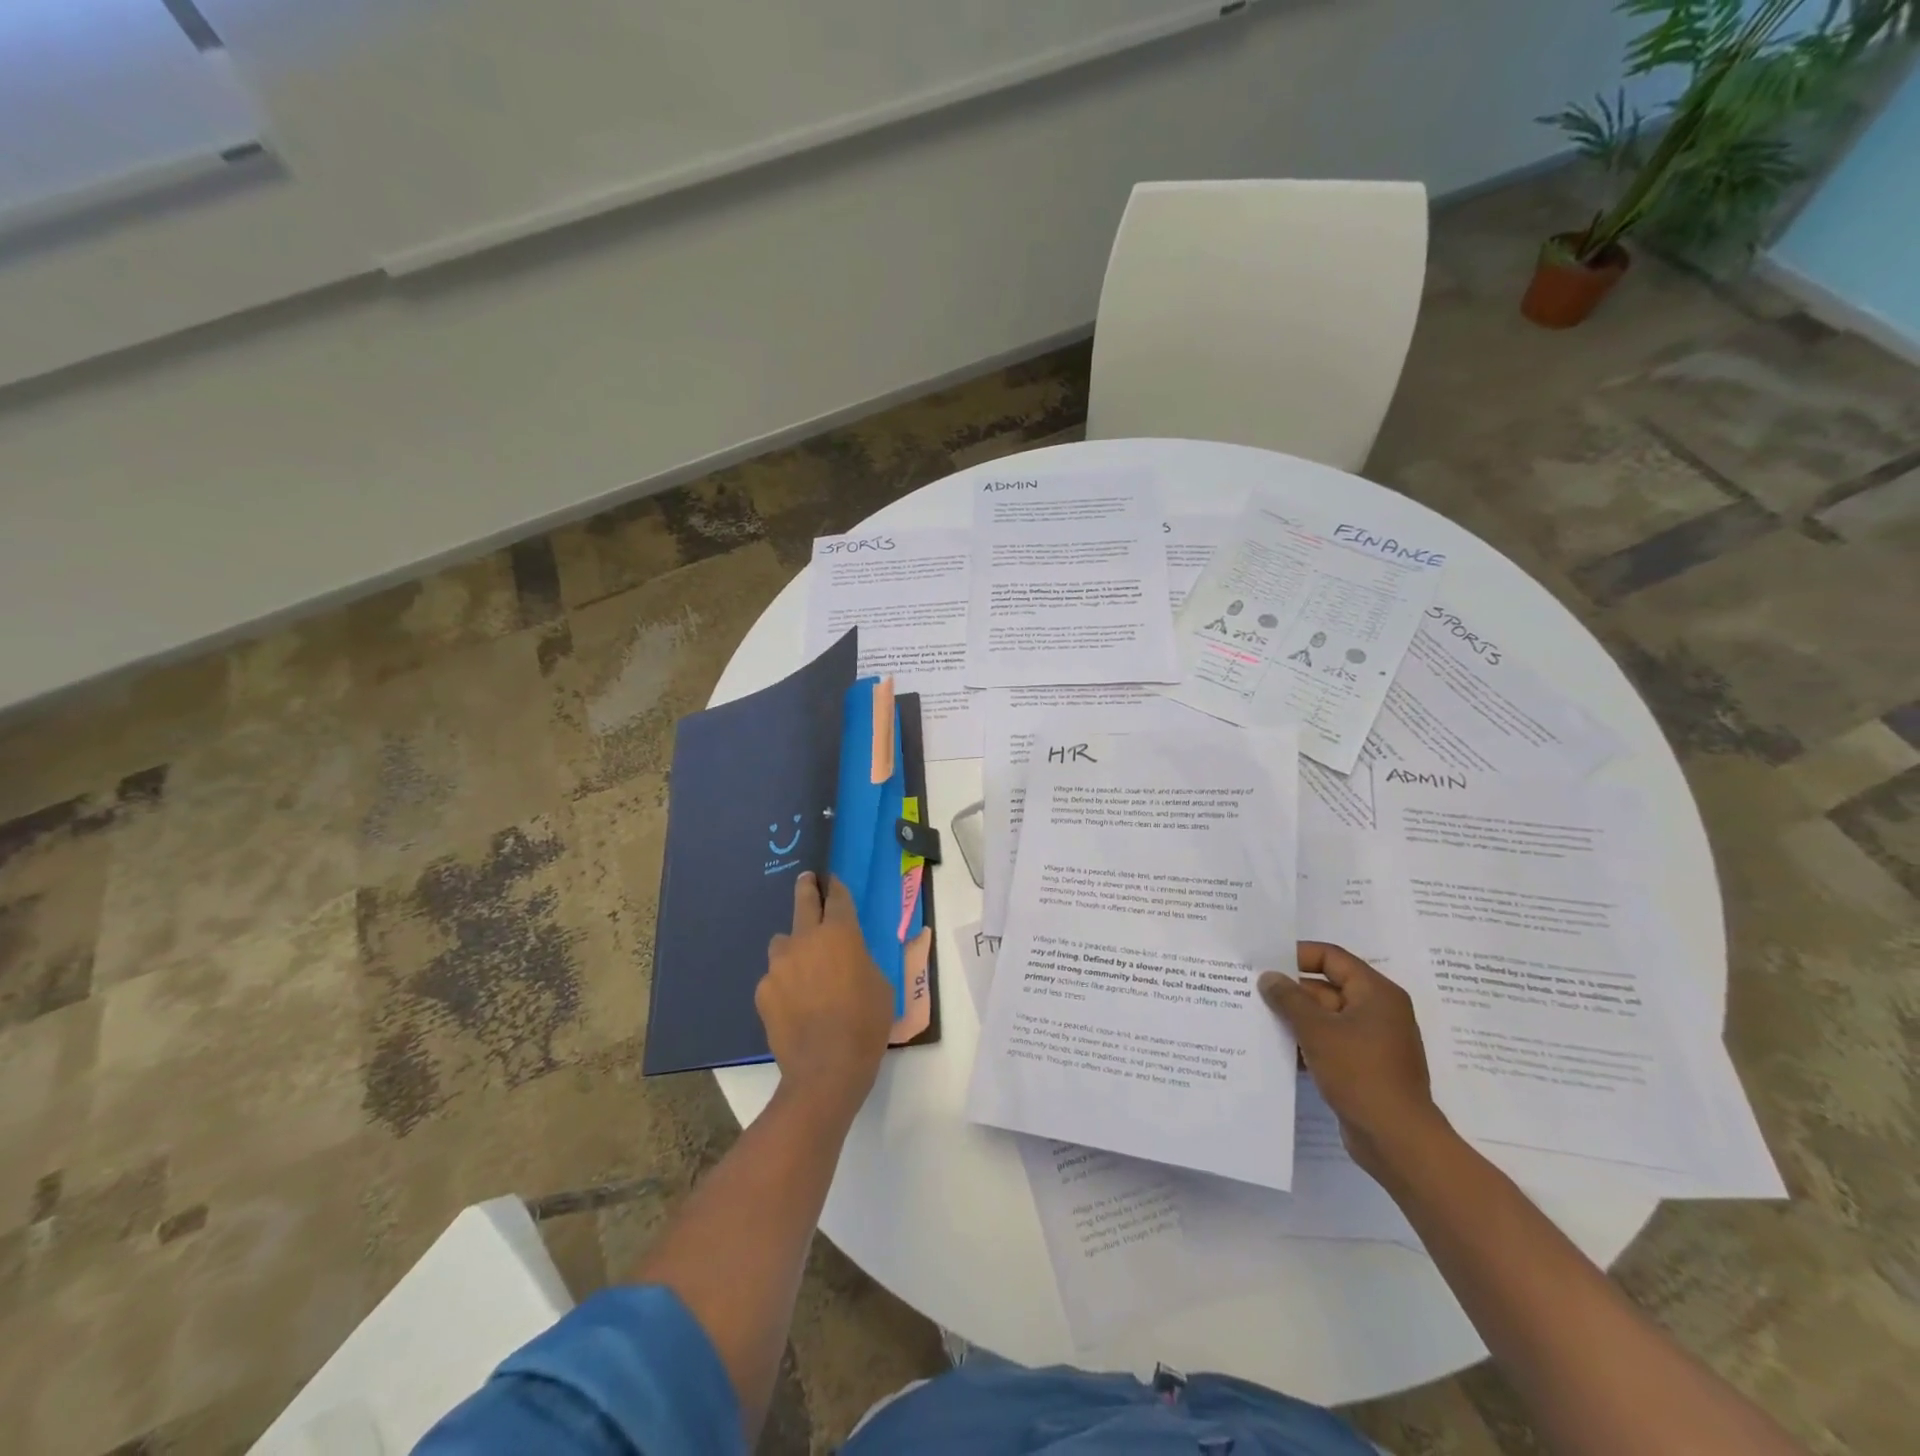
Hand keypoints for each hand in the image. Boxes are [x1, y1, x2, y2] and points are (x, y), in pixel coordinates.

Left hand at [756, 873, 893, 1120]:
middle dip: (807, 887)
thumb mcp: (881, 984)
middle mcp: (805, 939)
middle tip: (808, 880)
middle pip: (803, 901)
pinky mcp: (763, 990)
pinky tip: (795, 1005)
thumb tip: (849, 957)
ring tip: (804, 968)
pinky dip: (784, 982)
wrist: (826, 1069)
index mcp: (840, 933)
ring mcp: (779, 964)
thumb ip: (862, 960)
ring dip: (794, 946)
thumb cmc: (865, 1024)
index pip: (837, 897)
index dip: (836, 886)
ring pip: (783, 942)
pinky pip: (775, 976)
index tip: (832, 880)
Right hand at [1258, 943, 1444, 1178]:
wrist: (1398, 1140)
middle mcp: (1378, 1011)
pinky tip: (1278, 1050)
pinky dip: (1307, 1043)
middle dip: (1291, 991)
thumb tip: (1269, 977)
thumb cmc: (1360, 1073)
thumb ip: (1288, 999)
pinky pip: (1331, 1043)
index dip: (1297, 955)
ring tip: (1257, 1018)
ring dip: (1296, 1019)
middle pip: (1327, 987)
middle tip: (1252, 991)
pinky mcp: (1365, 1067)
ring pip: (1326, 1018)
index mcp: (1376, 993)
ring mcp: (1373, 1041)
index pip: (1332, 957)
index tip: (1265, 961)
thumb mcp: (1317, 1030)